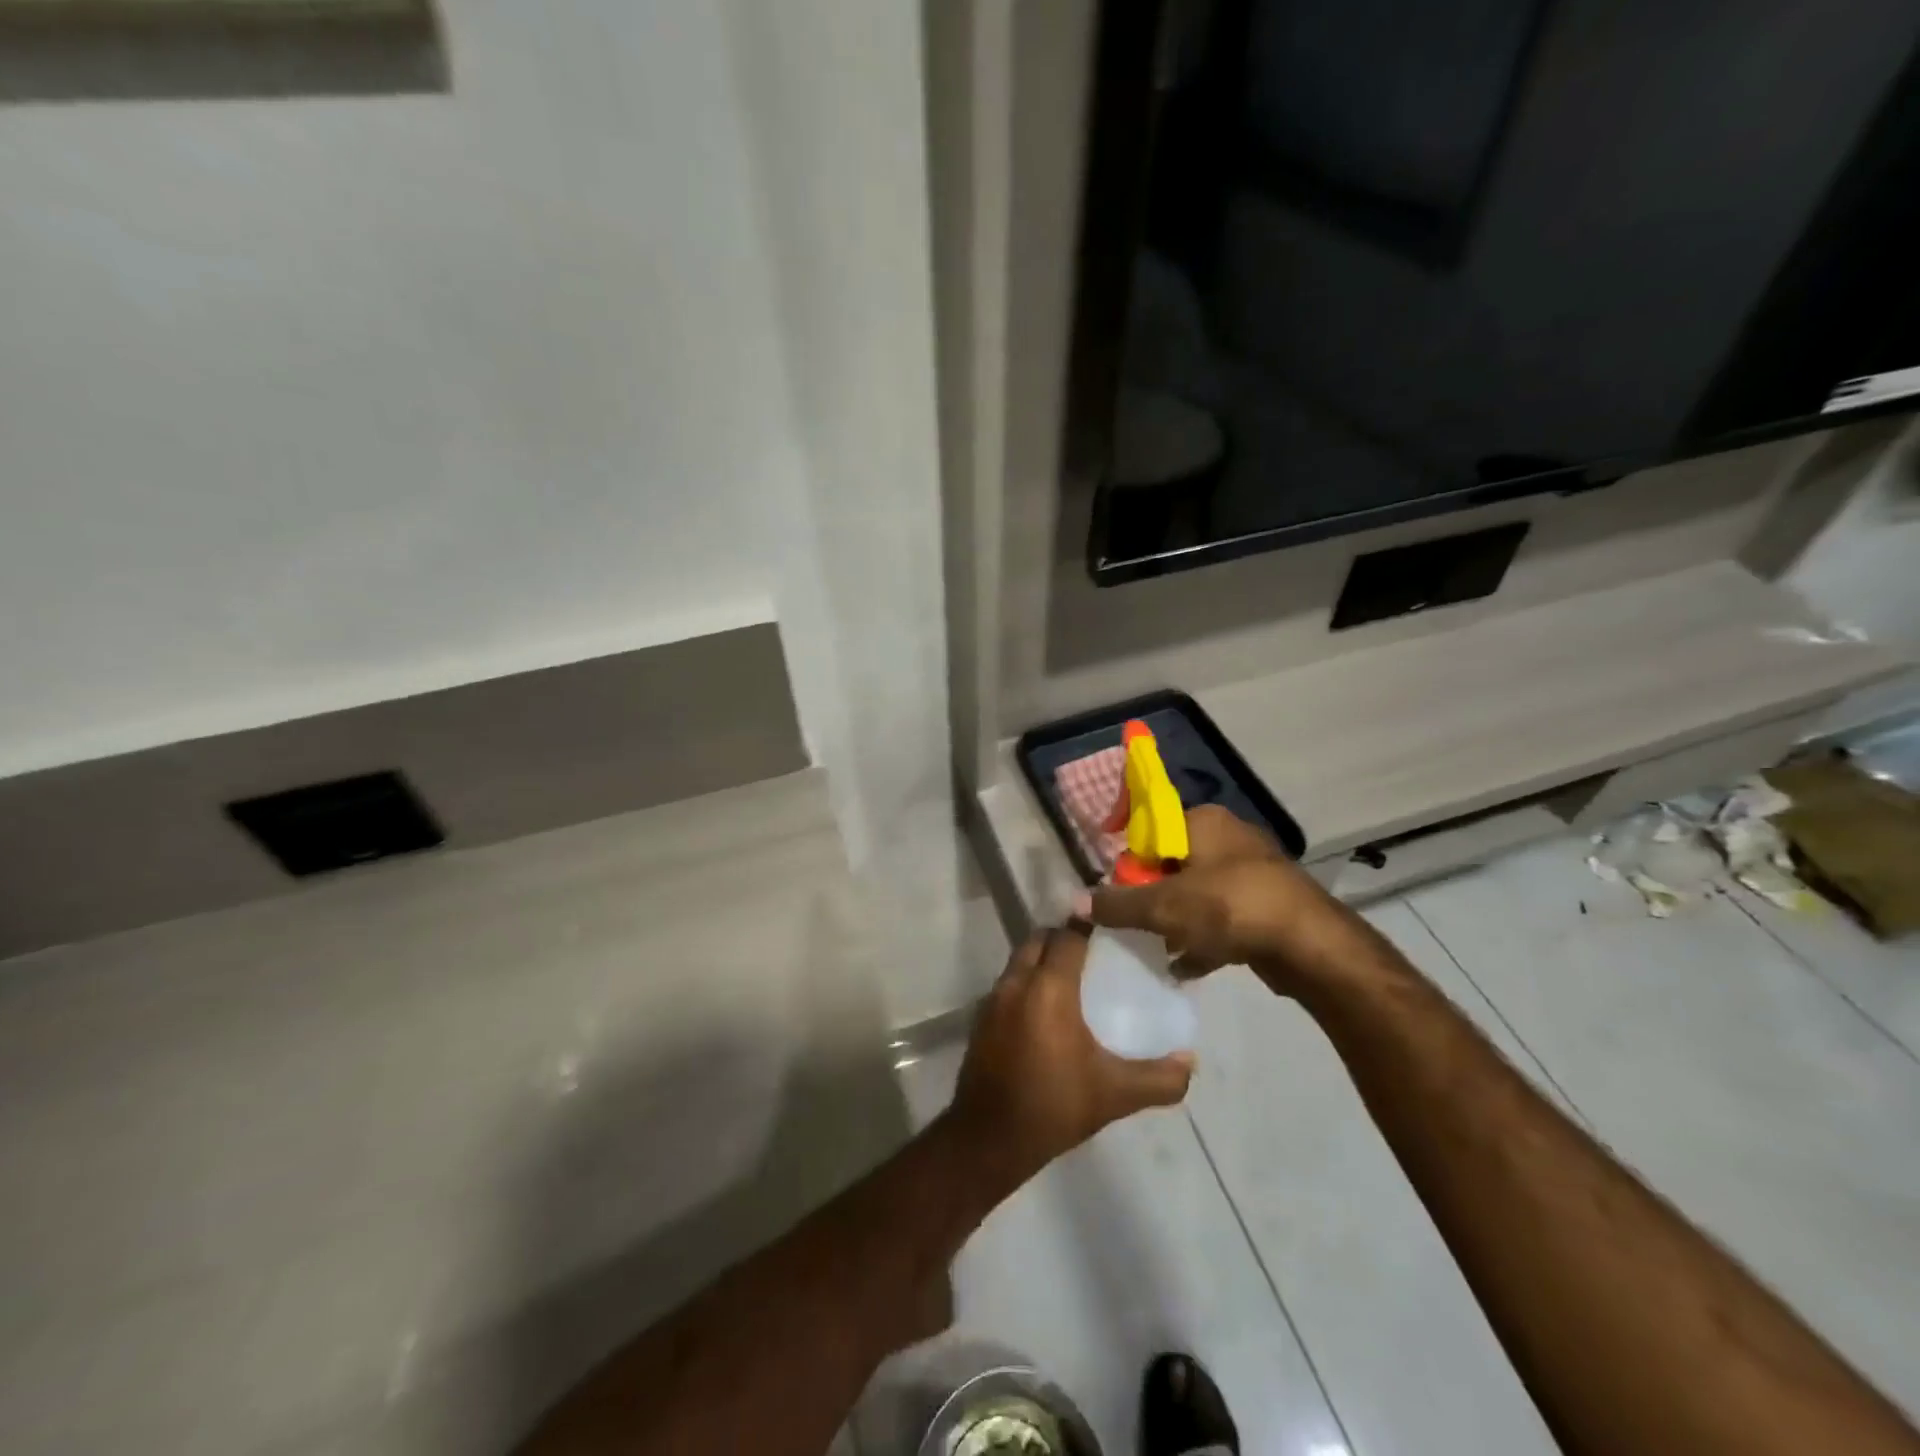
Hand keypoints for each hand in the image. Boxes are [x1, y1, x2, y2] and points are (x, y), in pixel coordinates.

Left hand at [947, 927, 1192, 1182]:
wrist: (989, 1137)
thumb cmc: (1054, 1105)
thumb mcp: (1115, 1094)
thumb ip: (1159, 1078)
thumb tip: (1189, 1061)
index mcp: (1049, 988)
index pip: (1068, 936)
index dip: (1088, 927)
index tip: (1111, 930)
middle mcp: (1017, 982)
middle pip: (1040, 939)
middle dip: (1063, 937)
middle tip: (1093, 954)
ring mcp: (994, 999)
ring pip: (1020, 959)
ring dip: (1043, 958)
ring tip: (1073, 978)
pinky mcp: (982, 1018)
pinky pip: (1009, 982)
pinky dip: (1027, 981)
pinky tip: (1046, 1009)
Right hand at [1085, 804, 1374, 993]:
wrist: (1311, 945)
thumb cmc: (1230, 908)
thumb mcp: (1164, 906)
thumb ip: (1117, 904)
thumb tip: (1075, 902)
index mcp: (1202, 821)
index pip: (1149, 833)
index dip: (1129, 866)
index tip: (1120, 898)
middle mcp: (1228, 836)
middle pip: (1172, 864)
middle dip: (1152, 898)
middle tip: (1138, 926)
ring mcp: (1252, 870)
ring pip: (1198, 893)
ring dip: (1176, 921)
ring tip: (1158, 948)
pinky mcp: (1268, 903)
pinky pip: (1223, 916)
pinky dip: (1204, 937)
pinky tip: (1186, 966)